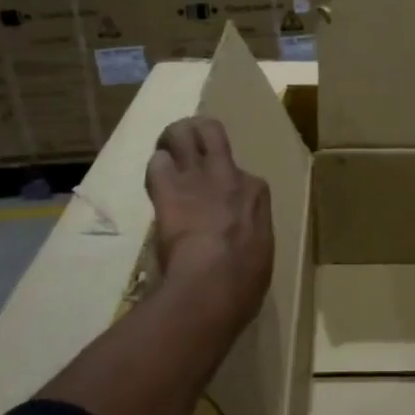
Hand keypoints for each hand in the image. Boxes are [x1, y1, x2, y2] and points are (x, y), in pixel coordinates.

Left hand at [145, 119, 272, 331]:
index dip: (227, 182)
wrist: (214, 283)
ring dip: (171, 140)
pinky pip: (158, 163)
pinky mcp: (168, 188)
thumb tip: (240, 241)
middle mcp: (229, 175)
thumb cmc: (245, 279)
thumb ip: (249, 233)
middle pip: (211, 132)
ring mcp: (197, 177)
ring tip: (164, 151)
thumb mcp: (260, 252)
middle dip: (197, 131)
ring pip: (182, 134)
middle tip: (186, 142)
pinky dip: (155, 169)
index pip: (242, 174)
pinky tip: (155, 181)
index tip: (219, 198)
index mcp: (256, 193)